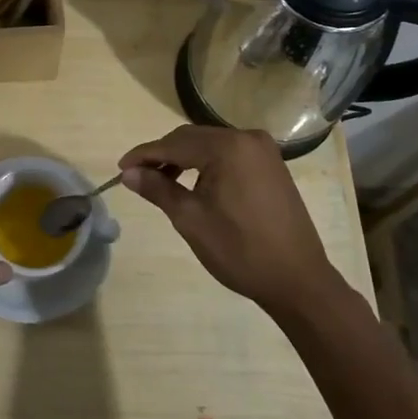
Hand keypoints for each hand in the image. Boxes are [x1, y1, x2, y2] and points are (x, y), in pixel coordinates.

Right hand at [118, 125, 340, 316]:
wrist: (297, 280)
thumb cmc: (240, 250)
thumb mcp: (191, 219)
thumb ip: (158, 189)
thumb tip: (129, 173)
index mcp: (228, 147)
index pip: (174, 143)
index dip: (144, 155)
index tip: (120, 169)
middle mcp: (247, 138)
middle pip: (192, 138)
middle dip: (163, 155)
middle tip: (137, 176)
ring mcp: (263, 150)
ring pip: (210, 145)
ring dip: (184, 159)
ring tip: (161, 182)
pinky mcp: (271, 164)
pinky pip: (229, 154)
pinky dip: (207, 164)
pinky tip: (194, 183)